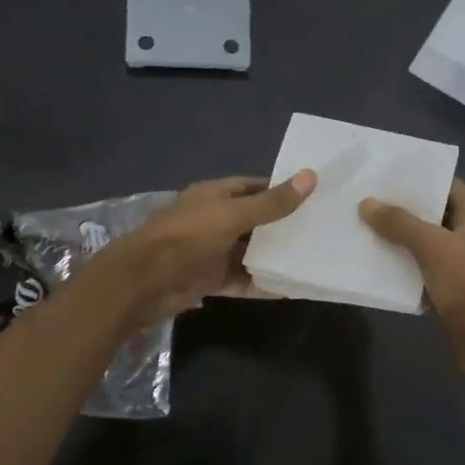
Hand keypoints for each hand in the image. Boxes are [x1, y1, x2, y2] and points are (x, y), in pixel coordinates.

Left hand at [91, 171, 316, 326]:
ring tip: (311, 259)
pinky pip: (241, 280)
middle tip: (321, 230)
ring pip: (248, 252)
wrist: (142, 283)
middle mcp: (213, 220)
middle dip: (282, 226)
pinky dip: (261, 284)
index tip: (313, 196)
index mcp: (214, 196)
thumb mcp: (233, 216)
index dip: (281, 189)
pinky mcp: (209, 280)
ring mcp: (210, 251)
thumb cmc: (187, 238)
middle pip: (254, 221)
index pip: (254, 187)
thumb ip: (272, 203)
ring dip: (273, 256)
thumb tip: (311, 176)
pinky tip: (289, 289)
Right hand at [359, 179, 464, 389]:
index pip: (449, 186)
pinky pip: (421, 270)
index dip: (422, 178)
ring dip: (399, 238)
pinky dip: (402, 265)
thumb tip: (367, 203)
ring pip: (424, 244)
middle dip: (403, 208)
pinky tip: (375, 262)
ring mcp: (459, 265)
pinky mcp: (448, 290)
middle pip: (434, 214)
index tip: (389, 174)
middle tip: (368, 199)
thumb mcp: (432, 247)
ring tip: (364, 227)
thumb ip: (400, 223)